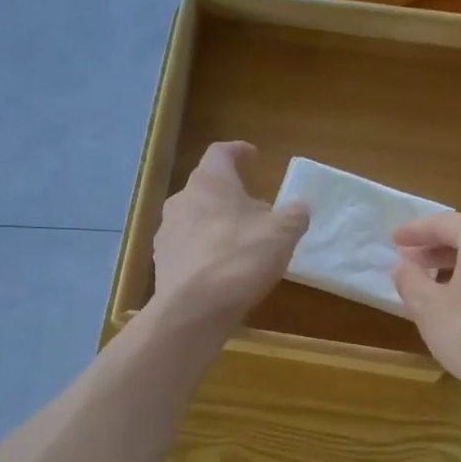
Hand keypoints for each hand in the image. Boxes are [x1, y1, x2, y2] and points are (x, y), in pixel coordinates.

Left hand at [152, 141, 308, 327]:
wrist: (194, 309)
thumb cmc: (240, 258)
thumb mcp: (282, 234)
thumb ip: (294, 215)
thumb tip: (298, 208)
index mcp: (210, 182)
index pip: (221, 152)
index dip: (239, 152)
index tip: (254, 157)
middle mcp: (181, 199)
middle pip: (208, 188)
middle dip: (231, 197)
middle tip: (256, 212)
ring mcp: (167, 232)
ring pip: (195, 218)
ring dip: (217, 224)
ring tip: (240, 244)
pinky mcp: (162, 262)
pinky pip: (187, 248)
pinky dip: (204, 251)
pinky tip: (221, 270)